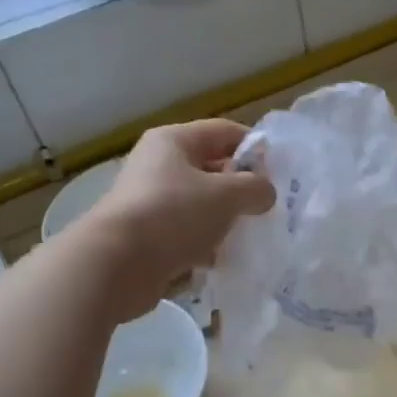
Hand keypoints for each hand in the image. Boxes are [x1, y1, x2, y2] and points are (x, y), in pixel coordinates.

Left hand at [74, 119, 275, 320]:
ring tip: (250, 235)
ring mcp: (150, 202)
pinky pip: (186, 234)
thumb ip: (255, 188)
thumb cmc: (173, 215)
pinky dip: (205, 245)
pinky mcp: (147, 237)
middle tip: (268, 207)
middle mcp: (158, 166)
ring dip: (224, 220)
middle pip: (211, 168)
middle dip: (241, 188)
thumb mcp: (226, 195)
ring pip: (200, 205)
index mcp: (173, 142)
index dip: (254, 147)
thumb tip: (266, 192)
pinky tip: (222, 260)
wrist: (116, 265)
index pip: (223, 132)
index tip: (280, 171)